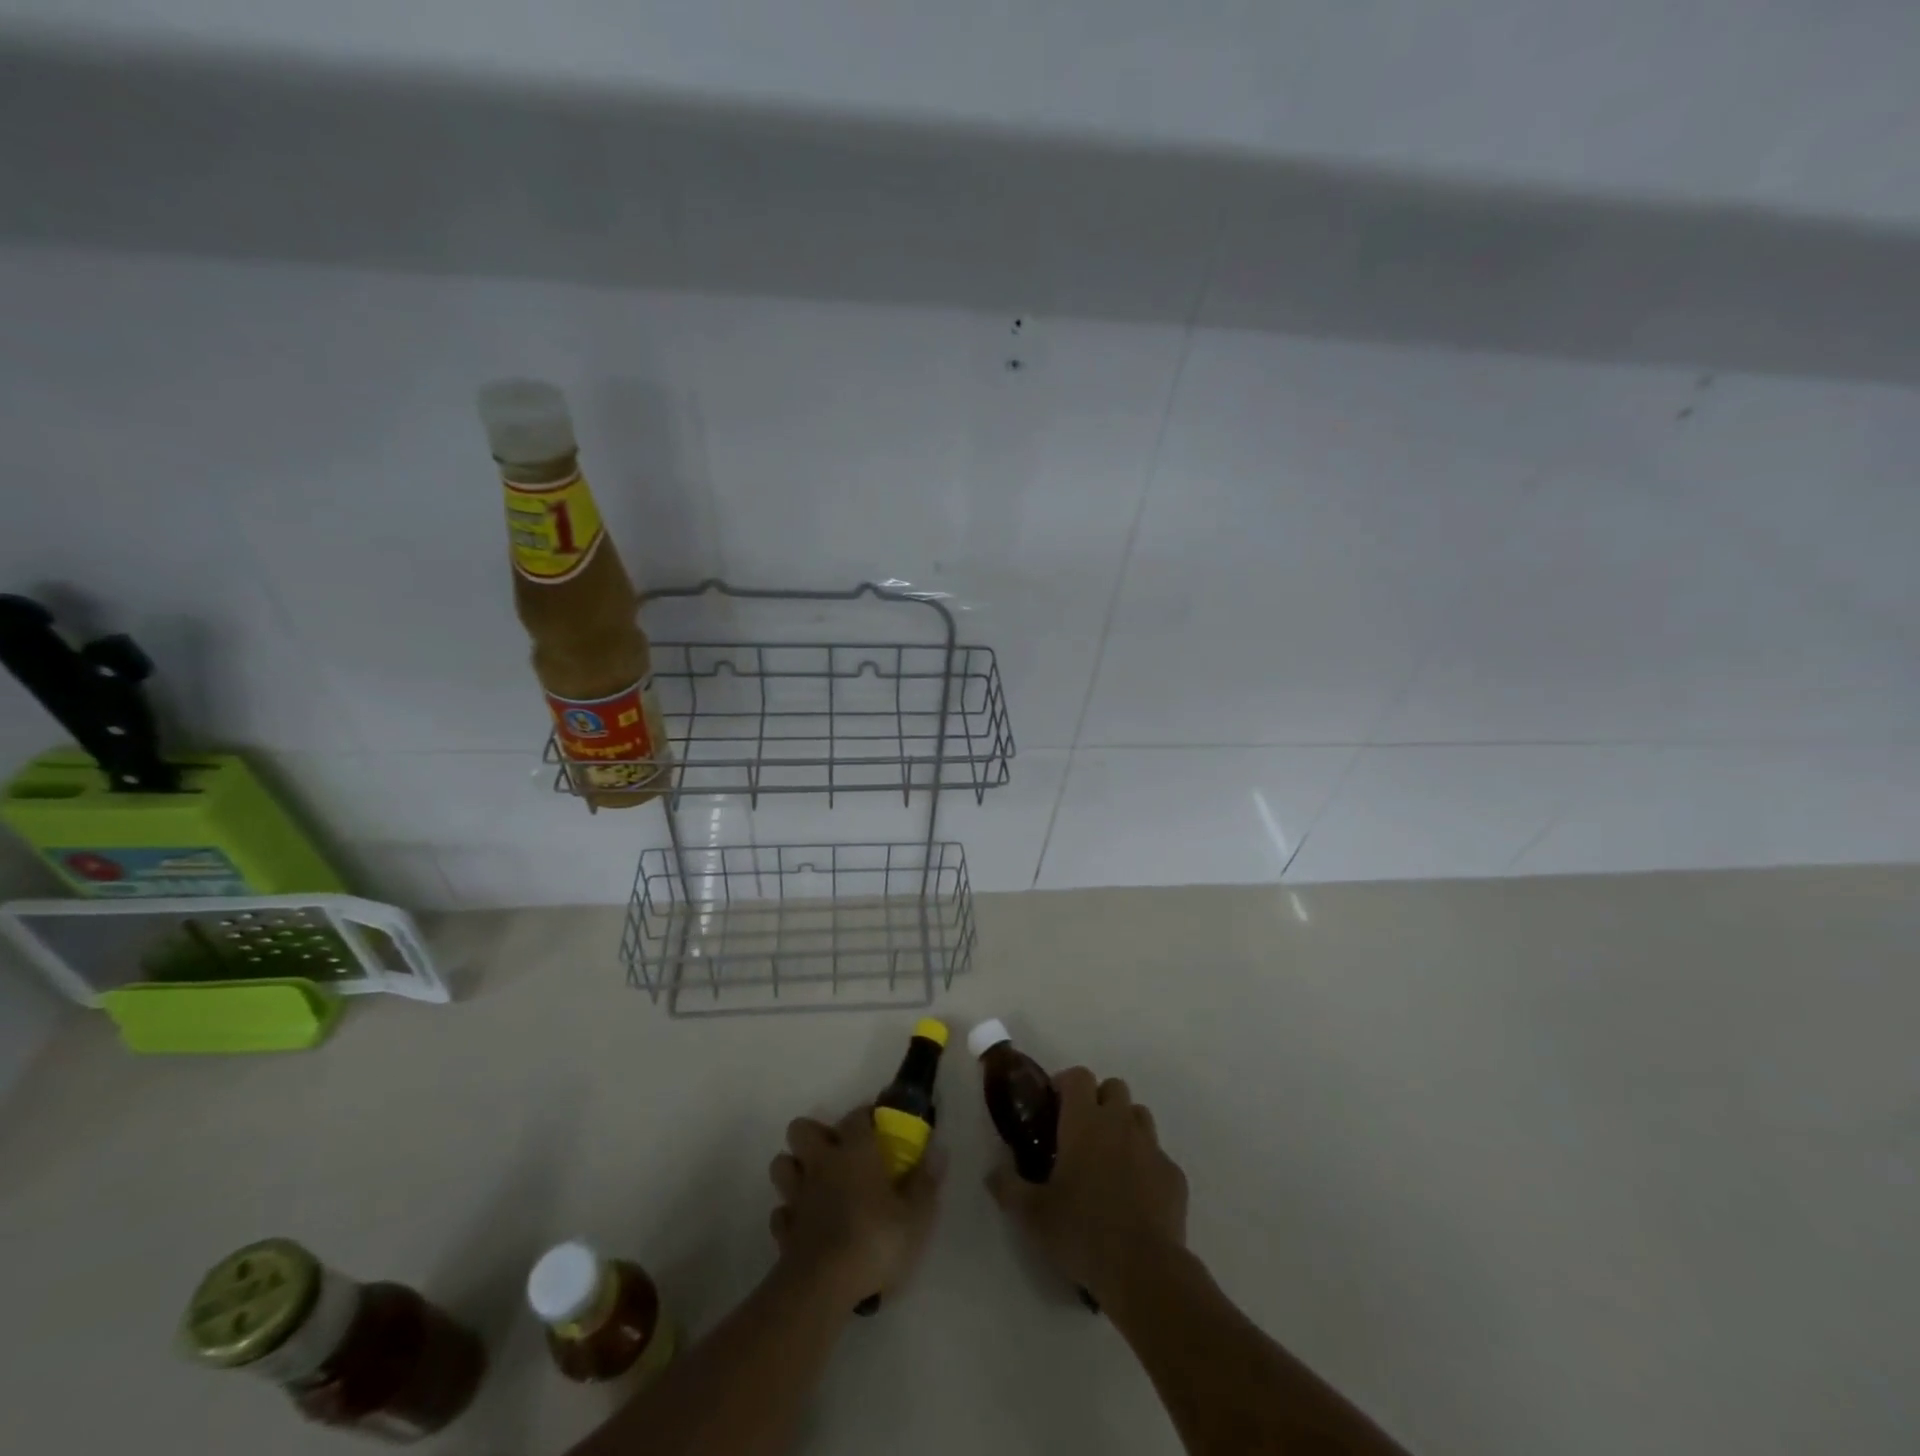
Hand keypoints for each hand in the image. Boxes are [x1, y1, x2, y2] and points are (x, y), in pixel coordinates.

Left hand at [768, 1105, 943, 1304]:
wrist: (823, 1286)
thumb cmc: (874, 1241)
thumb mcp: (915, 1216)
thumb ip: (926, 1180)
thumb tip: (938, 1148)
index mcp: (854, 1151)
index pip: (856, 1116)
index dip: (867, 1116)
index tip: (878, 1128)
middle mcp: (821, 1163)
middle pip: (801, 1129)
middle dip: (814, 1135)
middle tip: (837, 1154)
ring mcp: (797, 1195)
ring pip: (782, 1164)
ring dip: (795, 1169)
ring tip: (817, 1184)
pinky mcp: (783, 1229)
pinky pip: (781, 1211)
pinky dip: (790, 1213)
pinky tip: (805, 1224)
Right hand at [987, 1067, 1188, 1304]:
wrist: (1144, 1270)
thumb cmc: (1081, 1232)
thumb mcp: (1031, 1214)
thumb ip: (1007, 1186)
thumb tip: (992, 1172)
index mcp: (1085, 1122)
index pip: (1078, 1076)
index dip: (1066, 1084)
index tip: (1054, 1106)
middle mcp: (1120, 1124)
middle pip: (1114, 1087)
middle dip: (1098, 1100)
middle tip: (1082, 1132)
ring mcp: (1152, 1147)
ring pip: (1139, 1116)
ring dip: (1124, 1126)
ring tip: (1110, 1158)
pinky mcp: (1174, 1175)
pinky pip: (1158, 1156)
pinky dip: (1146, 1165)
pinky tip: (1135, 1194)